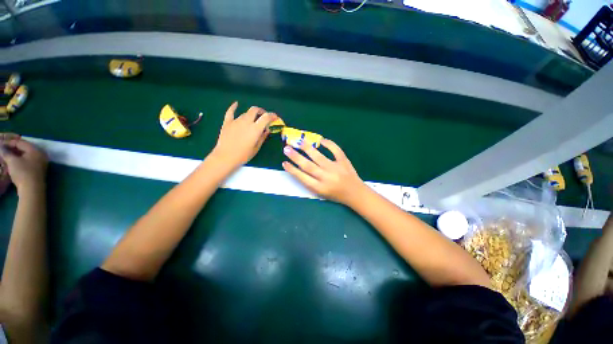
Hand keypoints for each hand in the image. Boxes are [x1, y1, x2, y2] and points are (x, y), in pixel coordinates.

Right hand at [0, 133, 47, 192]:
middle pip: (24, 148)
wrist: (32, 189)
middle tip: (3, 150)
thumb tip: (1, 147)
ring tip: (6, 155)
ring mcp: (40, 163)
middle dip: (13, 148)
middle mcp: (40, 155)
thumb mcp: (12, 161)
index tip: (0, 144)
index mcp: (36, 150)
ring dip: (16, 155)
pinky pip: (27, 162)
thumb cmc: (23, 172)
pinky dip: (19, 161)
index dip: (9, 142)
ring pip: (25, 155)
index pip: (21, 142)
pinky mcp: (37, 171)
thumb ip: (6, 153)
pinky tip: (12, 162)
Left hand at [211, 102, 277, 168]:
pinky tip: (236, 104)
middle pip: (255, 110)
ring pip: (245, 113)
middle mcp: (246, 122)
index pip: (266, 117)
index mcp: (255, 129)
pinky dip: (234, 107)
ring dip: (251, 115)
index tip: (275, 117)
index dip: (272, 115)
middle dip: (261, 111)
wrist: (226, 157)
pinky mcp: (227, 122)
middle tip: (264, 116)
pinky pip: (230, 112)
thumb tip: (266, 130)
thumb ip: (262, 137)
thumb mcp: (256, 148)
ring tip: (253, 121)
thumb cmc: (244, 155)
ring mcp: (236, 121)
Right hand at [282, 139, 364, 205]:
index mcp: (320, 188)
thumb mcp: (322, 193)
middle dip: (295, 157)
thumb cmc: (336, 195)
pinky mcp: (344, 161)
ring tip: (299, 141)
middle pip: (308, 165)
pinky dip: (329, 144)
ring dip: (307, 148)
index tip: (284, 162)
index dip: (292, 170)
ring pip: (319, 157)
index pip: (302, 177)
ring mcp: (335, 168)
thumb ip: (311, 183)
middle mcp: (326, 177)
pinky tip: (321, 140)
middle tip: (286, 148)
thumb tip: (299, 168)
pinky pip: (336, 150)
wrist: (355, 193)